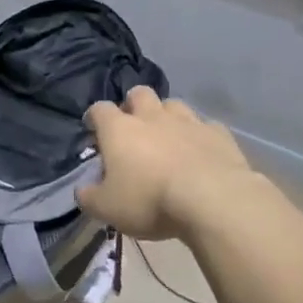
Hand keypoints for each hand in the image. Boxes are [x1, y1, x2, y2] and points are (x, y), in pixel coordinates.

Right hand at [77, 87, 260, 241]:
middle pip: (139, 93)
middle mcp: (152, 116)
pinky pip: (205, 126)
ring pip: (174, 105)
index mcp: (120, 129)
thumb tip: (83, 190)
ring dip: (167, 116)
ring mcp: (189, 121)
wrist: (212, 199)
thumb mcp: (107, 208)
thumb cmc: (150, 200)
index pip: (100, 109)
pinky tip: (200, 151)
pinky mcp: (219, 133)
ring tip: (168, 137)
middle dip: (133, 105)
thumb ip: (90, 197)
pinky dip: (199, 135)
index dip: (94, 117)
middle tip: (133, 128)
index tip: (93, 129)